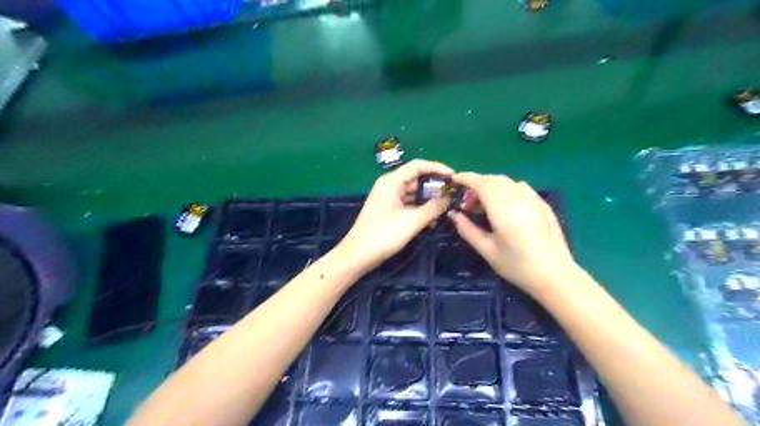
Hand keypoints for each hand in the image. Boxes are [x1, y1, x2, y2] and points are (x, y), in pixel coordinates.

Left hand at [339, 159, 455, 273]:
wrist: (358, 255)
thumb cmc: (383, 235)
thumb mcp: (412, 222)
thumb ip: (433, 208)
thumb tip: (449, 198)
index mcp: (391, 181)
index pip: (418, 166)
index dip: (437, 168)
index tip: (454, 177)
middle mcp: (389, 185)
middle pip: (416, 178)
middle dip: (434, 185)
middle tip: (453, 194)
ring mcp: (388, 198)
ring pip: (413, 192)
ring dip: (428, 198)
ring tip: (447, 206)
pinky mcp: (388, 210)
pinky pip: (408, 203)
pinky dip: (420, 208)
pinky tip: (433, 218)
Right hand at [446, 171, 576, 294]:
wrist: (555, 275)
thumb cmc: (517, 265)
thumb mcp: (487, 250)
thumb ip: (467, 229)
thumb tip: (453, 214)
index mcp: (502, 207)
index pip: (481, 182)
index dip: (465, 178)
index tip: (453, 180)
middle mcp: (518, 196)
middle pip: (493, 179)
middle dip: (476, 184)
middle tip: (466, 203)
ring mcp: (533, 198)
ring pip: (507, 182)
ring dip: (491, 187)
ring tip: (483, 206)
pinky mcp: (542, 204)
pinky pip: (519, 188)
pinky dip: (505, 190)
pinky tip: (503, 208)